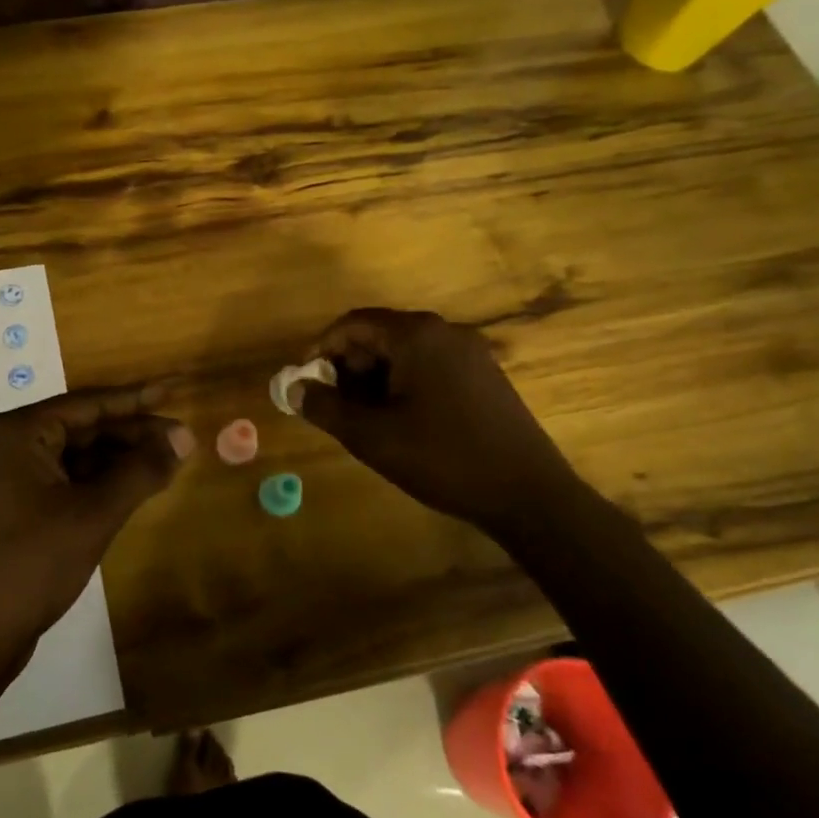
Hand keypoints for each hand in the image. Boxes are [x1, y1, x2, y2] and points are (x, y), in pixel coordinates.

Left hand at [0, 385, 193, 646]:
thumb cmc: (33, 562)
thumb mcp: (94, 513)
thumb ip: (141, 471)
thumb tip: (184, 438)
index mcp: (20, 432)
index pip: (89, 404)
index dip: (137, 398)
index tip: (174, 389)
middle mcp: (10, 444)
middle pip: (83, 427)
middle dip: (132, 434)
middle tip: (181, 439)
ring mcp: (10, 477)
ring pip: (77, 455)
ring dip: (119, 459)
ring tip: (166, 463)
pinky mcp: (16, 506)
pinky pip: (66, 479)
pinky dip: (100, 482)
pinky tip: (133, 488)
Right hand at [293, 308, 578, 536]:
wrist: (527, 493)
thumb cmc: (442, 458)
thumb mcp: (371, 436)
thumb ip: (324, 407)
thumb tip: (291, 389)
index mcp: (415, 336)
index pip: (353, 324)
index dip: (321, 349)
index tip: (304, 380)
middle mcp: (444, 332)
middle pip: (379, 334)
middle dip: (349, 365)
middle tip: (334, 403)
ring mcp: (469, 352)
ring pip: (404, 352)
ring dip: (375, 378)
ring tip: (365, 418)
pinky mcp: (484, 375)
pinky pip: (430, 366)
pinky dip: (404, 384)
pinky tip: (402, 421)